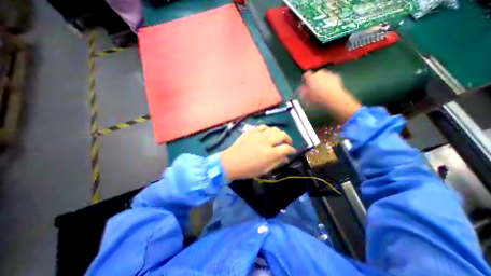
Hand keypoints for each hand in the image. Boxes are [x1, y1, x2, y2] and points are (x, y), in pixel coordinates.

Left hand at [220, 126, 294, 180]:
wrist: (231, 162)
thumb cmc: (248, 169)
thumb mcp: (265, 169)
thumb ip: (277, 162)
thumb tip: (286, 158)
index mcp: (271, 153)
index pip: (287, 148)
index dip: (292, 150)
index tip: (292, 151)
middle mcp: (266, 141)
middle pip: (282, 135)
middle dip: (288, 139)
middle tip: (287, 143)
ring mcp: (258, 134)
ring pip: (274, 129)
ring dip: (278, 133)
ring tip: (278, 138)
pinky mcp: (251, 131)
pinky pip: (263, 127)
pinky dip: (268, 130)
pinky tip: (266, 134)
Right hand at [297, 69, 361, 121]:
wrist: (334, 99)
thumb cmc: (318, 99)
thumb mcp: (307, 97)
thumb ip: (303, 92)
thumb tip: (300, 90)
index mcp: (311, 78)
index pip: (306, 75)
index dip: (305, 79)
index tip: (305, 84)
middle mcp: (319, 73)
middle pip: (315, 74)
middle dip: (314, 79)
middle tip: (314, 87)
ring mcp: (329, 74)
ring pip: (323, 75)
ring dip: (322, 79)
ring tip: (322, 88)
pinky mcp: (336, 76)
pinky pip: (330, 77)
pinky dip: (329, 81)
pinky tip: (329, 88)